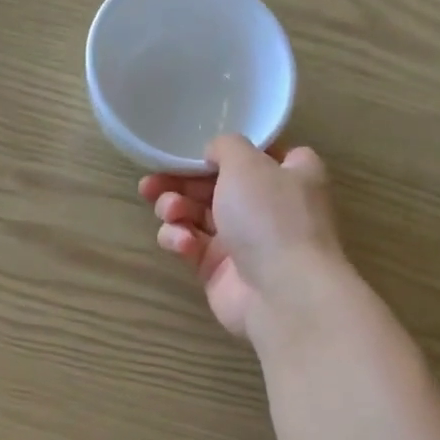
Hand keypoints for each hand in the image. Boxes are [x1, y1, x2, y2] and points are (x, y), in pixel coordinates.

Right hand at [141, 133, 346, 339]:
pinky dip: (181, 240)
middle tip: (151, 184)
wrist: (281, 292)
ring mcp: (242, 240)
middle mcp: (267, 205)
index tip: (196, 150)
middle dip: (180, 182)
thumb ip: (225, 147)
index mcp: (288, 174)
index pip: (256, 154)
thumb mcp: (247, 163)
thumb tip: (213, 152)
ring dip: (176, 209)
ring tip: (170, 212)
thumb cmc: (270, 217)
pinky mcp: (218, 270)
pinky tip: (183, 243)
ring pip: (197, 215)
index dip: (225, 150)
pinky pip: (191, 246)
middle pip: (215, 184)